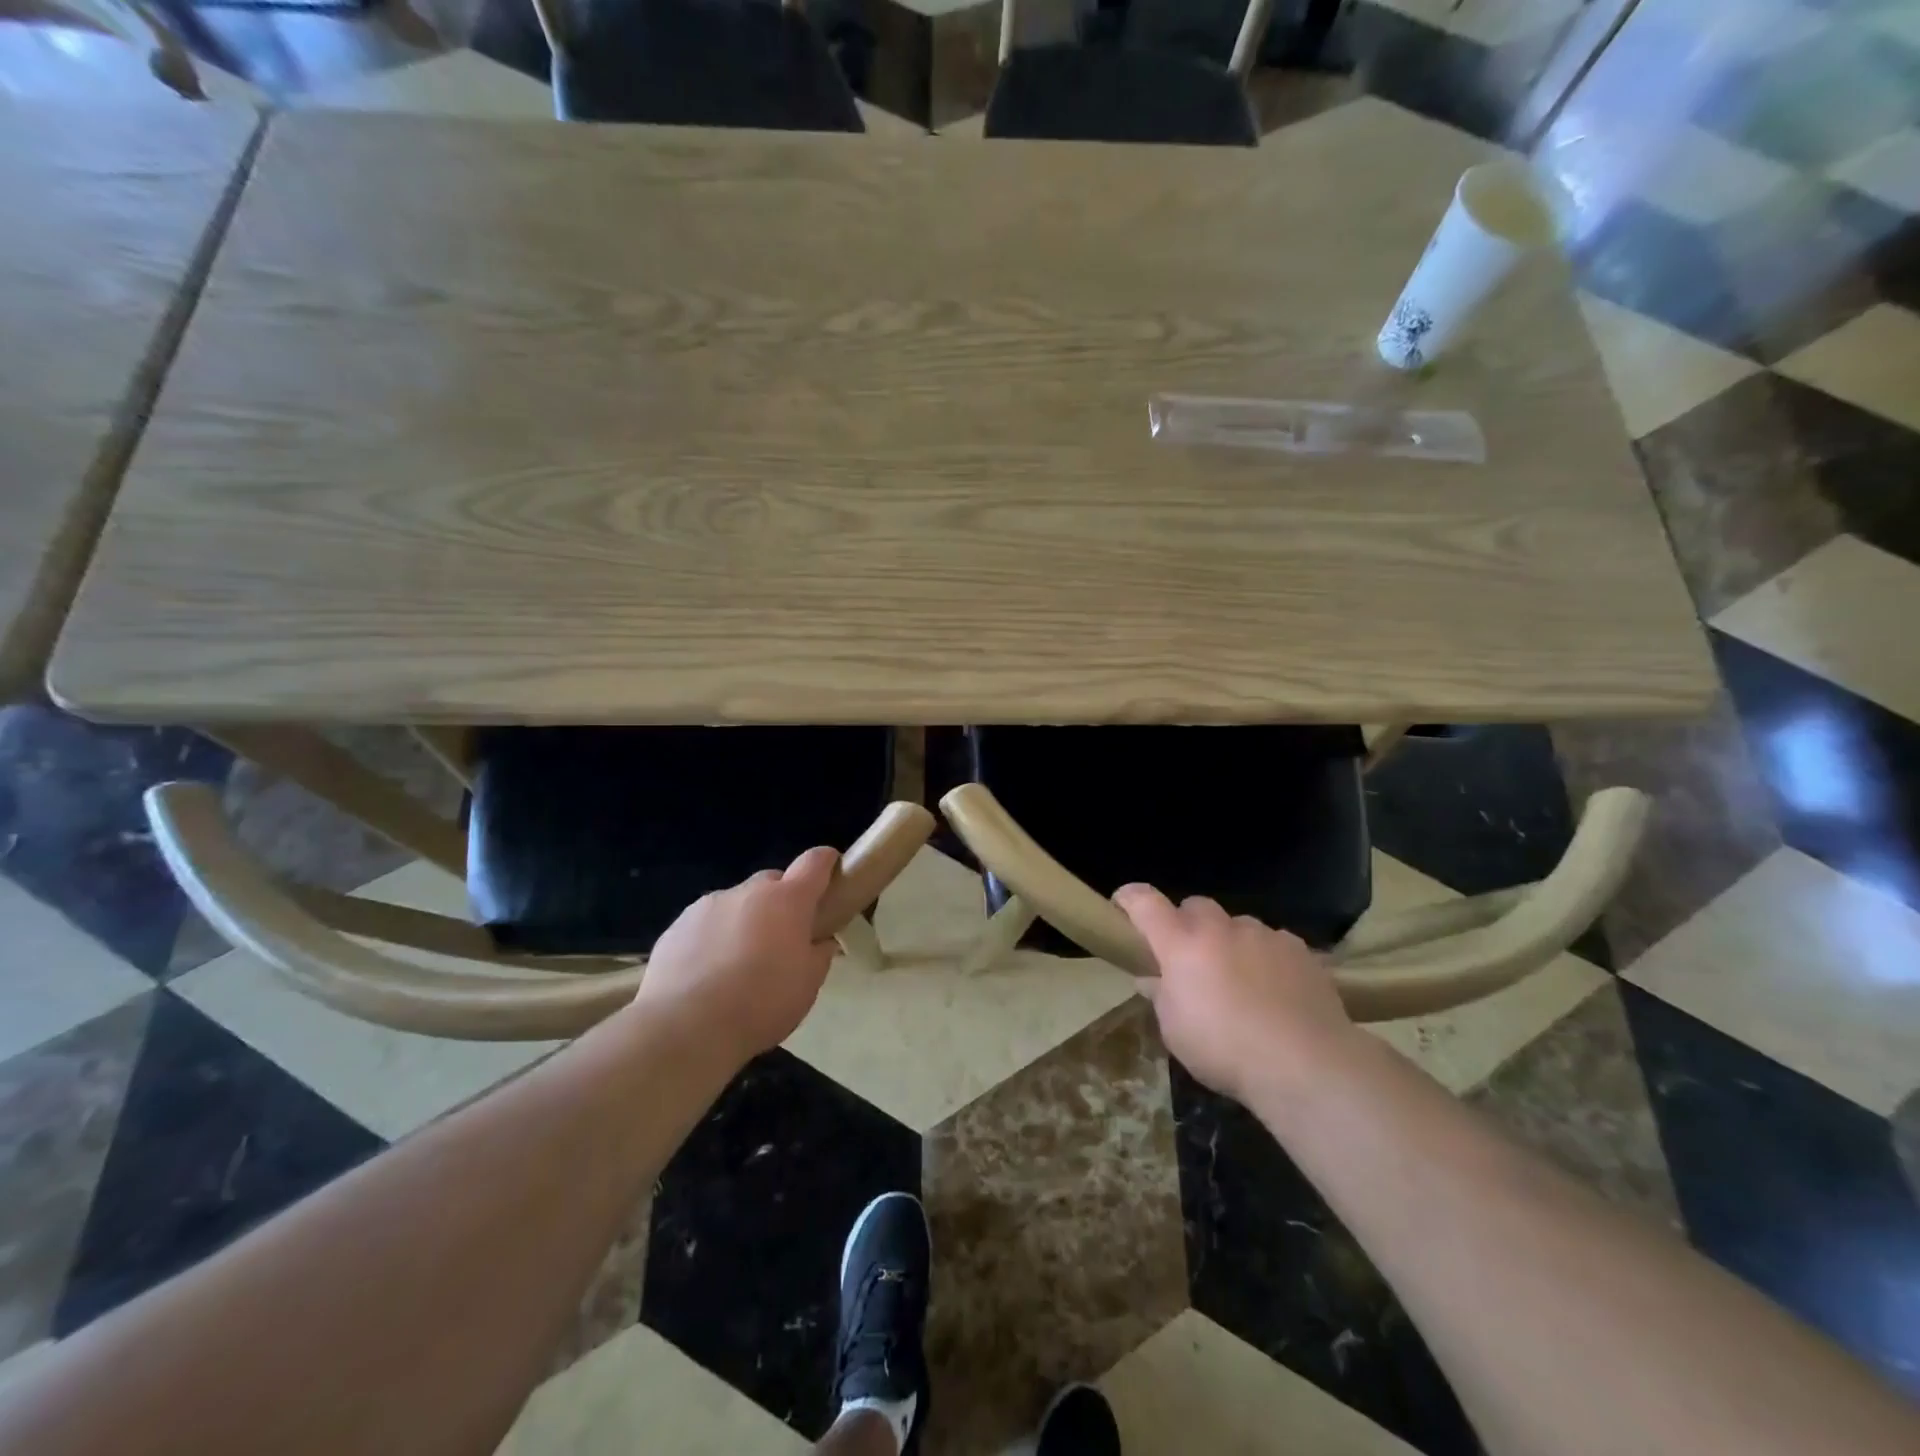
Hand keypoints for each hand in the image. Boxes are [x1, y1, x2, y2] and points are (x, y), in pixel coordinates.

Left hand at [635, 848, 841, 1064]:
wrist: (684, 1028)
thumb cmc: (761, 1003)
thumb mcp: (807, 986)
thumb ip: (818, 955)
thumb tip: (820, 942)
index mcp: (787, 900)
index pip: (815, 862)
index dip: (826, 863)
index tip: (832, 876)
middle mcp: (748, 892)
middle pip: (772, 882)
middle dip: (782, 902)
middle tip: (782, 939)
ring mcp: (708, 905)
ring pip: (737, 903)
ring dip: (745, 921)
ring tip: (739, 964)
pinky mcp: (677, 926)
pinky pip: (705, 924)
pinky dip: (713, 938)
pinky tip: (707, 975)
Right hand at [1115, 885, 1358, 1105]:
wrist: (1305, 1064)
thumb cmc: (1225, 1051)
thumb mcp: (1176, 1032)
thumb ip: (1161, 997)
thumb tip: (1151, 980)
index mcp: (1181, 946)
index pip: (1146, 903)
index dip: (1130, 898)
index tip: (1123, 903)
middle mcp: (1220, 929)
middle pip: (1195, 906)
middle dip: (1188, 924)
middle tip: (1191, 957)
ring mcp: (1263, 935)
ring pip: (1238, 925)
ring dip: (1230, 942)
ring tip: (1241, 979)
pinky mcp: (1298, 949)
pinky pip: (1273, 942)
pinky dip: (1267, 957)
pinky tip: (1276, 989)